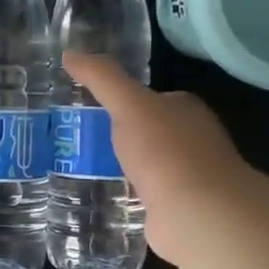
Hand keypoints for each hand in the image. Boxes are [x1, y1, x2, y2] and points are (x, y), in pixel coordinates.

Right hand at [61, 52, 251, 263]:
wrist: (198, 215)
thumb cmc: (167, 152)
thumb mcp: (129, 105)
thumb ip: (101, 79)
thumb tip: (70, 53)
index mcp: (186, 110)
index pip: (152, 98)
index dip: (123, 100)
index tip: (88, 106)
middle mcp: (192, 141)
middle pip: (148, 132)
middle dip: (119, 135)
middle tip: (76, 138)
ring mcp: (187, 178)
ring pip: (146, 166)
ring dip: (121, 167)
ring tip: (79, 167)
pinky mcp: (176, 209)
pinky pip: (143, 195)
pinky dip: (125, 195)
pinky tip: (101, 197)